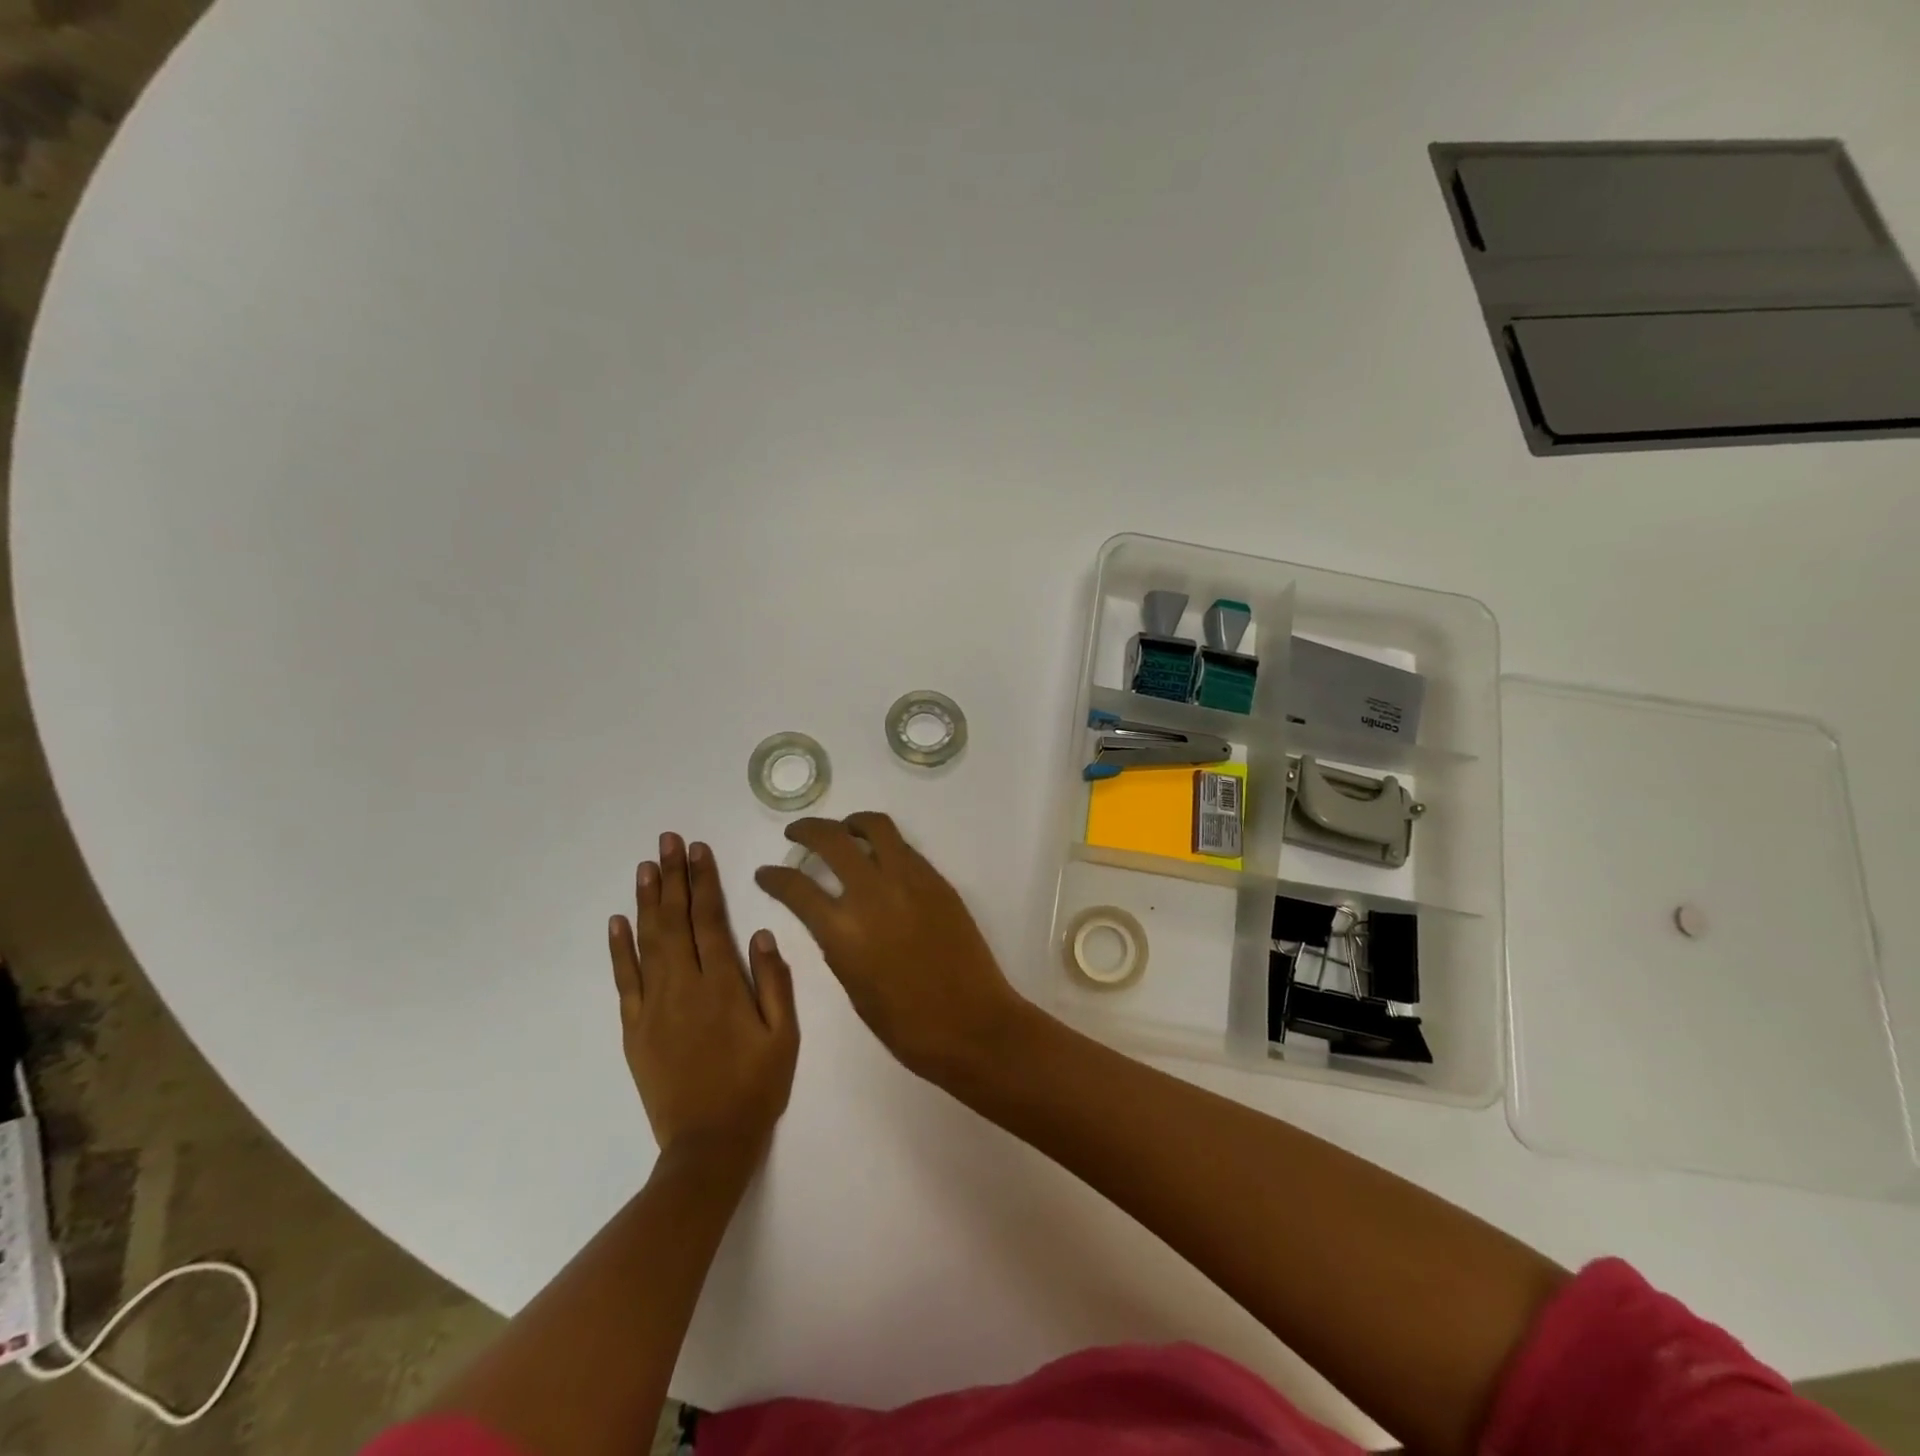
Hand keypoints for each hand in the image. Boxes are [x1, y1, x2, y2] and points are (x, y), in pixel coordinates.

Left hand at [608, 834, 798, 1164]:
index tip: (698, 850)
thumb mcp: (784, 1036)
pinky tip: (618, 921)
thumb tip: (762, 933)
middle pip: (675, 921)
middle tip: (667, 840)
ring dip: (647, 901)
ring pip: (648, 942)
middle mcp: (684, 986)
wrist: (709, 1145)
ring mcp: (653, 1006)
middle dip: (673, 877)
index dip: (704, 882)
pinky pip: (624, 981)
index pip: (710, 920)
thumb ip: (775, 982)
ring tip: (646, 866)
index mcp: (723, 985)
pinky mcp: (634, 1029)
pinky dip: (619, 949)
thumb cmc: (755, 1087)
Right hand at [754, 813, 1027, 1083]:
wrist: (971, 1023)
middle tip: (796, 833)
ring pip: (876, 828)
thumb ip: (836, 944)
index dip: (773, 876)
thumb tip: (831, 917)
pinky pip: (905, 849)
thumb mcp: (853, 986)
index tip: (765, 872)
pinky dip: (885, 845)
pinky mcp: (937, 881)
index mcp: (843, 929)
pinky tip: (881, 858)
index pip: (796, 887)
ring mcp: (910, 881)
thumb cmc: (906, 1024)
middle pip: (832, 840)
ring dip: (852, 823)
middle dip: (807, 830)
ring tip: (844, 830)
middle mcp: (872, 893)